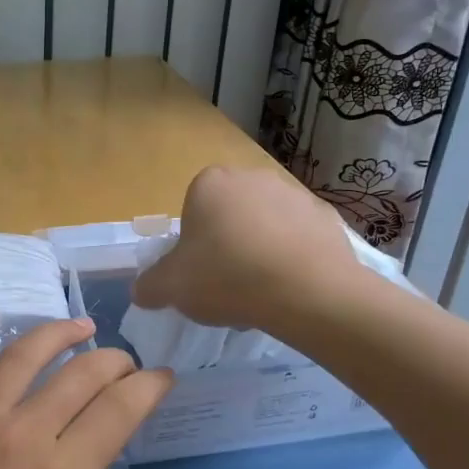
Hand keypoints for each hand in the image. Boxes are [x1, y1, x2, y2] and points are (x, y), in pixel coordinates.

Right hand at [132, 165, 355, 332]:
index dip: (193, 245)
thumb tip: (141, 291)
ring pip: (266, 225)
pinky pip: (299, 237)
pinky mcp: (326, 216)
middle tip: (228, 284)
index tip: (200, 273)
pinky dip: (294, 257)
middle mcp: (251, 177)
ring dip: (261, 250)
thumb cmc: (226, 278)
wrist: (306, 291)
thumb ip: (149, 286)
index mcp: (209, 184)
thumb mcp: (171, 288)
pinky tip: (292, 287)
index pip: (193, 210)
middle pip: (230, 215)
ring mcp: (293, 193)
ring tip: (263, 291)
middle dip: (228, 244)